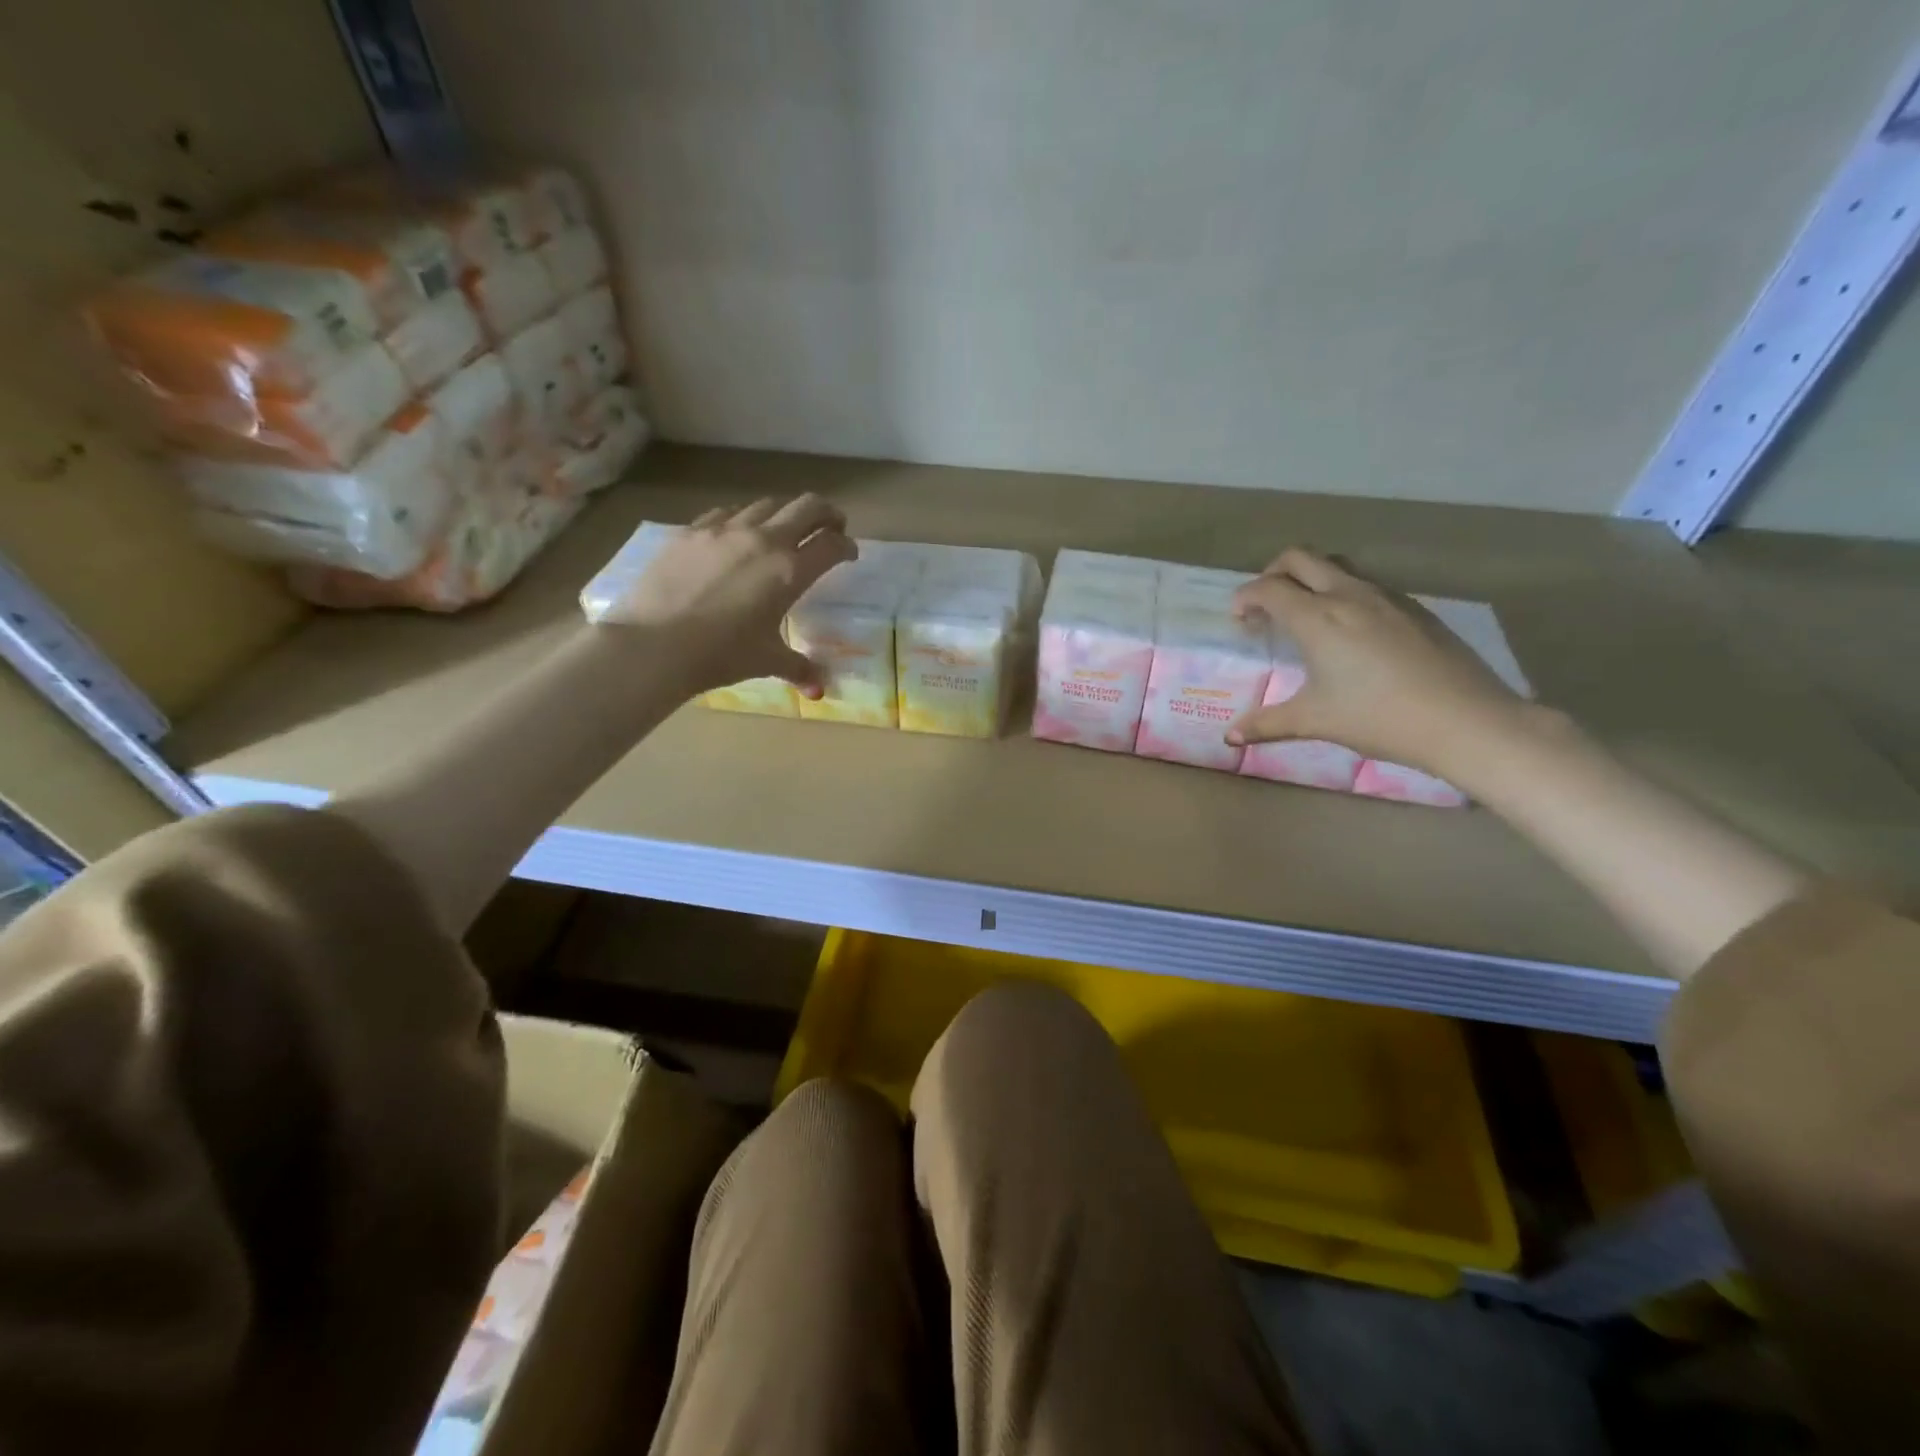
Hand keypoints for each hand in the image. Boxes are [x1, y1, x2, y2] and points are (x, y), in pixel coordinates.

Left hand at [609, 495, 856, 697]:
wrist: (653, 644)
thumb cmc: (720, 654)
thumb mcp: (766, 662)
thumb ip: (799, 669)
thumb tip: (819, 691)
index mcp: (789, 571)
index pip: (831, 545)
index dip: (846, 546)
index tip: (847, 554)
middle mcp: (762, 539)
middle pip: (807, 507)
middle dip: (826, 514)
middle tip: (830, 527)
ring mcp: (724, 529)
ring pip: (766, 504)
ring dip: (783, 514)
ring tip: (782, 531)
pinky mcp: (691, 531)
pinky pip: (726, 513)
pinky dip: (742, 519)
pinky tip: (735, 537)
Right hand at [1226, 548, 1533, 775]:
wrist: (1465, 720)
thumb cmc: (1379, 718)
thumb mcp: (1315, 721)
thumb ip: (1267, 724)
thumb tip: (1230, 737)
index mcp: (1318, 618)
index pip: (1268, 588)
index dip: (1245, 597)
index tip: (1239, 619)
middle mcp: (1348, 594)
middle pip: (1300, 558)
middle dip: (1273, 574)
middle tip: (1266, 605)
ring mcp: (1386, 596)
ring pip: (1337, 565)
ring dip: (1311, 579)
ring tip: (1307, 615)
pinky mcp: (1414, 607)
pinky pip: (1367, 584)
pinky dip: (1344, 593)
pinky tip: (1351, 632)